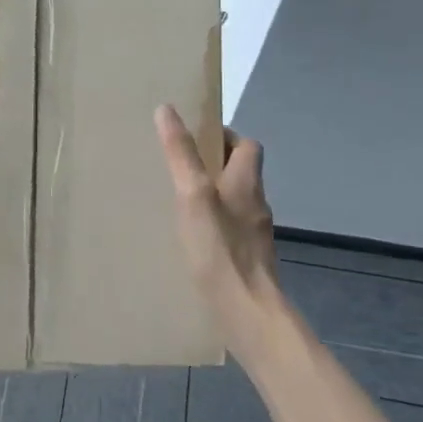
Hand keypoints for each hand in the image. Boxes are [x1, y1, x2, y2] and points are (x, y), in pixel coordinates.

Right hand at [154, 105, 284, 362]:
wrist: (248, 312)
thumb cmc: (219, 247)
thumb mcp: (192, 194)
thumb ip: (180, 153)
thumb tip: (166, 109)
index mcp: (246, 181)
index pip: (247, 145)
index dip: (224, 136)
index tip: (195, 137)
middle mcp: (255, 203)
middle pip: (240, 172)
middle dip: (213, 164)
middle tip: (179, 166)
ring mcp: (254, 233)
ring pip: (234, 201)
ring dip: (213, 194)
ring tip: (178, 200)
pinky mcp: (248, 258)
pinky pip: (230, 229)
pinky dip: (213, 224)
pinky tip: (190, 237)